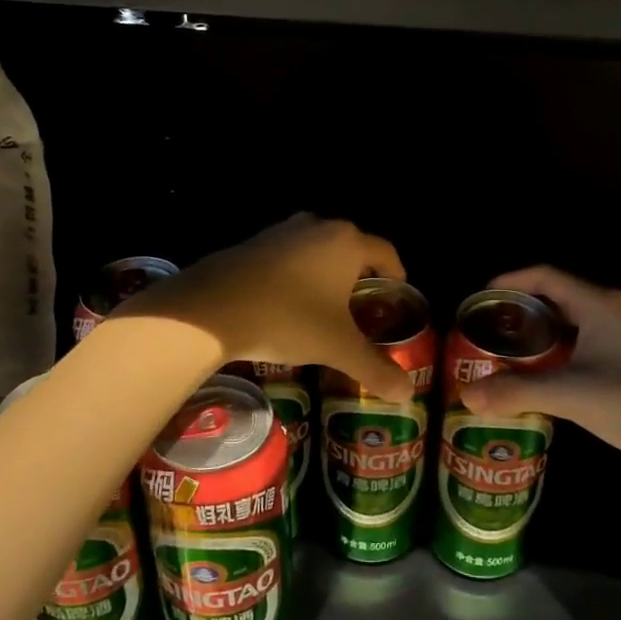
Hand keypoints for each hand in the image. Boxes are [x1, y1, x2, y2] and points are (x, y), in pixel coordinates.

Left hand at [113, 214, 414, 402]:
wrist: (213, 308)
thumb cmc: (289, 318)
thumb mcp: (337, 347)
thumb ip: (375, 367)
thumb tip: (407, 394)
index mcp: (348, 242)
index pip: (386, 252)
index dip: (396, 274)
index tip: (396, 294)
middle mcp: (319, 226)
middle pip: (351, 247)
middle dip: (360, 274)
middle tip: (363, 306)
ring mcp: (282, 230)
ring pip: (317, 249)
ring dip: (326, 272)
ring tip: (326, 305)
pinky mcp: (253, 242)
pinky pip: (288, 255)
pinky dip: (296, 273)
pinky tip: (287, 303)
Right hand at [459, 266, 620, 463]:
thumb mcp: (572, 396)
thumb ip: (518, 391)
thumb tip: (467, 396)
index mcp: (599, 303)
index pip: (544, 275)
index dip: (509, 281)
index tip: (480, 301)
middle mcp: (613, 309)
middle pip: (556, 297)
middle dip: (519, 313)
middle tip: (487, 335)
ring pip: (572, 323)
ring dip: (540, 337)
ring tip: (507, 358)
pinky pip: (587, 343)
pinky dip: (560, 354)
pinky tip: (545, 380)